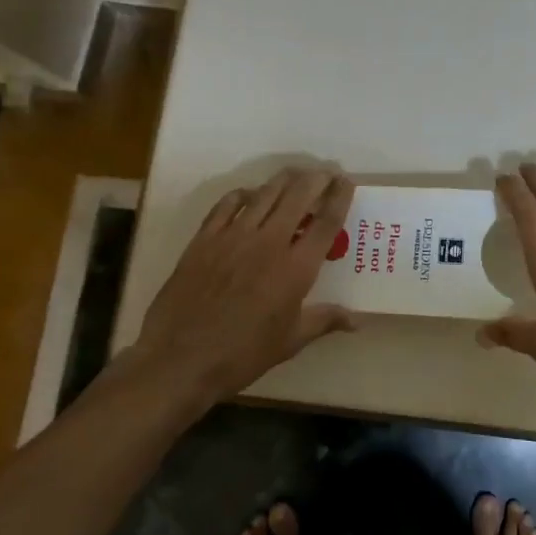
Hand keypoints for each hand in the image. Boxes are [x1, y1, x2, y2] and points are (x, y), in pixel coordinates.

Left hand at [130, 167, 355, 402]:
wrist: (179, 359)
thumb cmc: (242, 355)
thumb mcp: (290, 342)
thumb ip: (324, 321)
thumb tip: (356, 320)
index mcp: (296, 268)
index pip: (326, 221)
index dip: (340, 196)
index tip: (347, 181)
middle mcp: (269, 242)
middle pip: (299, 195)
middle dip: (316, 179)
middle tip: (326, 174)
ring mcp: (234, 236)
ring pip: (266, 193)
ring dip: (285, 180)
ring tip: (296, 175)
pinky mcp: (205, 238)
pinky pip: (228, 203)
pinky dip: (244, 193)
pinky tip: (250, 195)